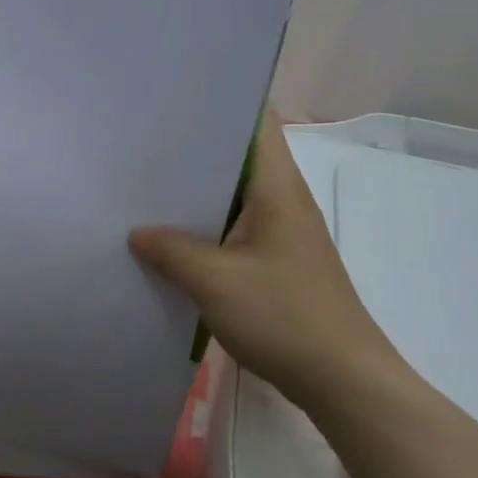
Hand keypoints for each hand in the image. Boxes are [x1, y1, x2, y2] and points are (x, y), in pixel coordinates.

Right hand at [129, 114, 396, 413]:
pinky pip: (235, 227)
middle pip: (238, 155)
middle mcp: (282, 198)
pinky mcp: (276, 260)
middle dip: (193, 148)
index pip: (257, 120)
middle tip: (141, 142)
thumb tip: (135, 232)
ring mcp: (282, 230)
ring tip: (145, 184)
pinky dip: (206, 225)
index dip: (220, 101)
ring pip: (234, 194)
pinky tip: (170, 237)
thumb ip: (171, 251)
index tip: (173, 98)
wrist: (341, 379)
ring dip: (197, 192)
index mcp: (277, 187)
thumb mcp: (215, 282)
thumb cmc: (284, 317)